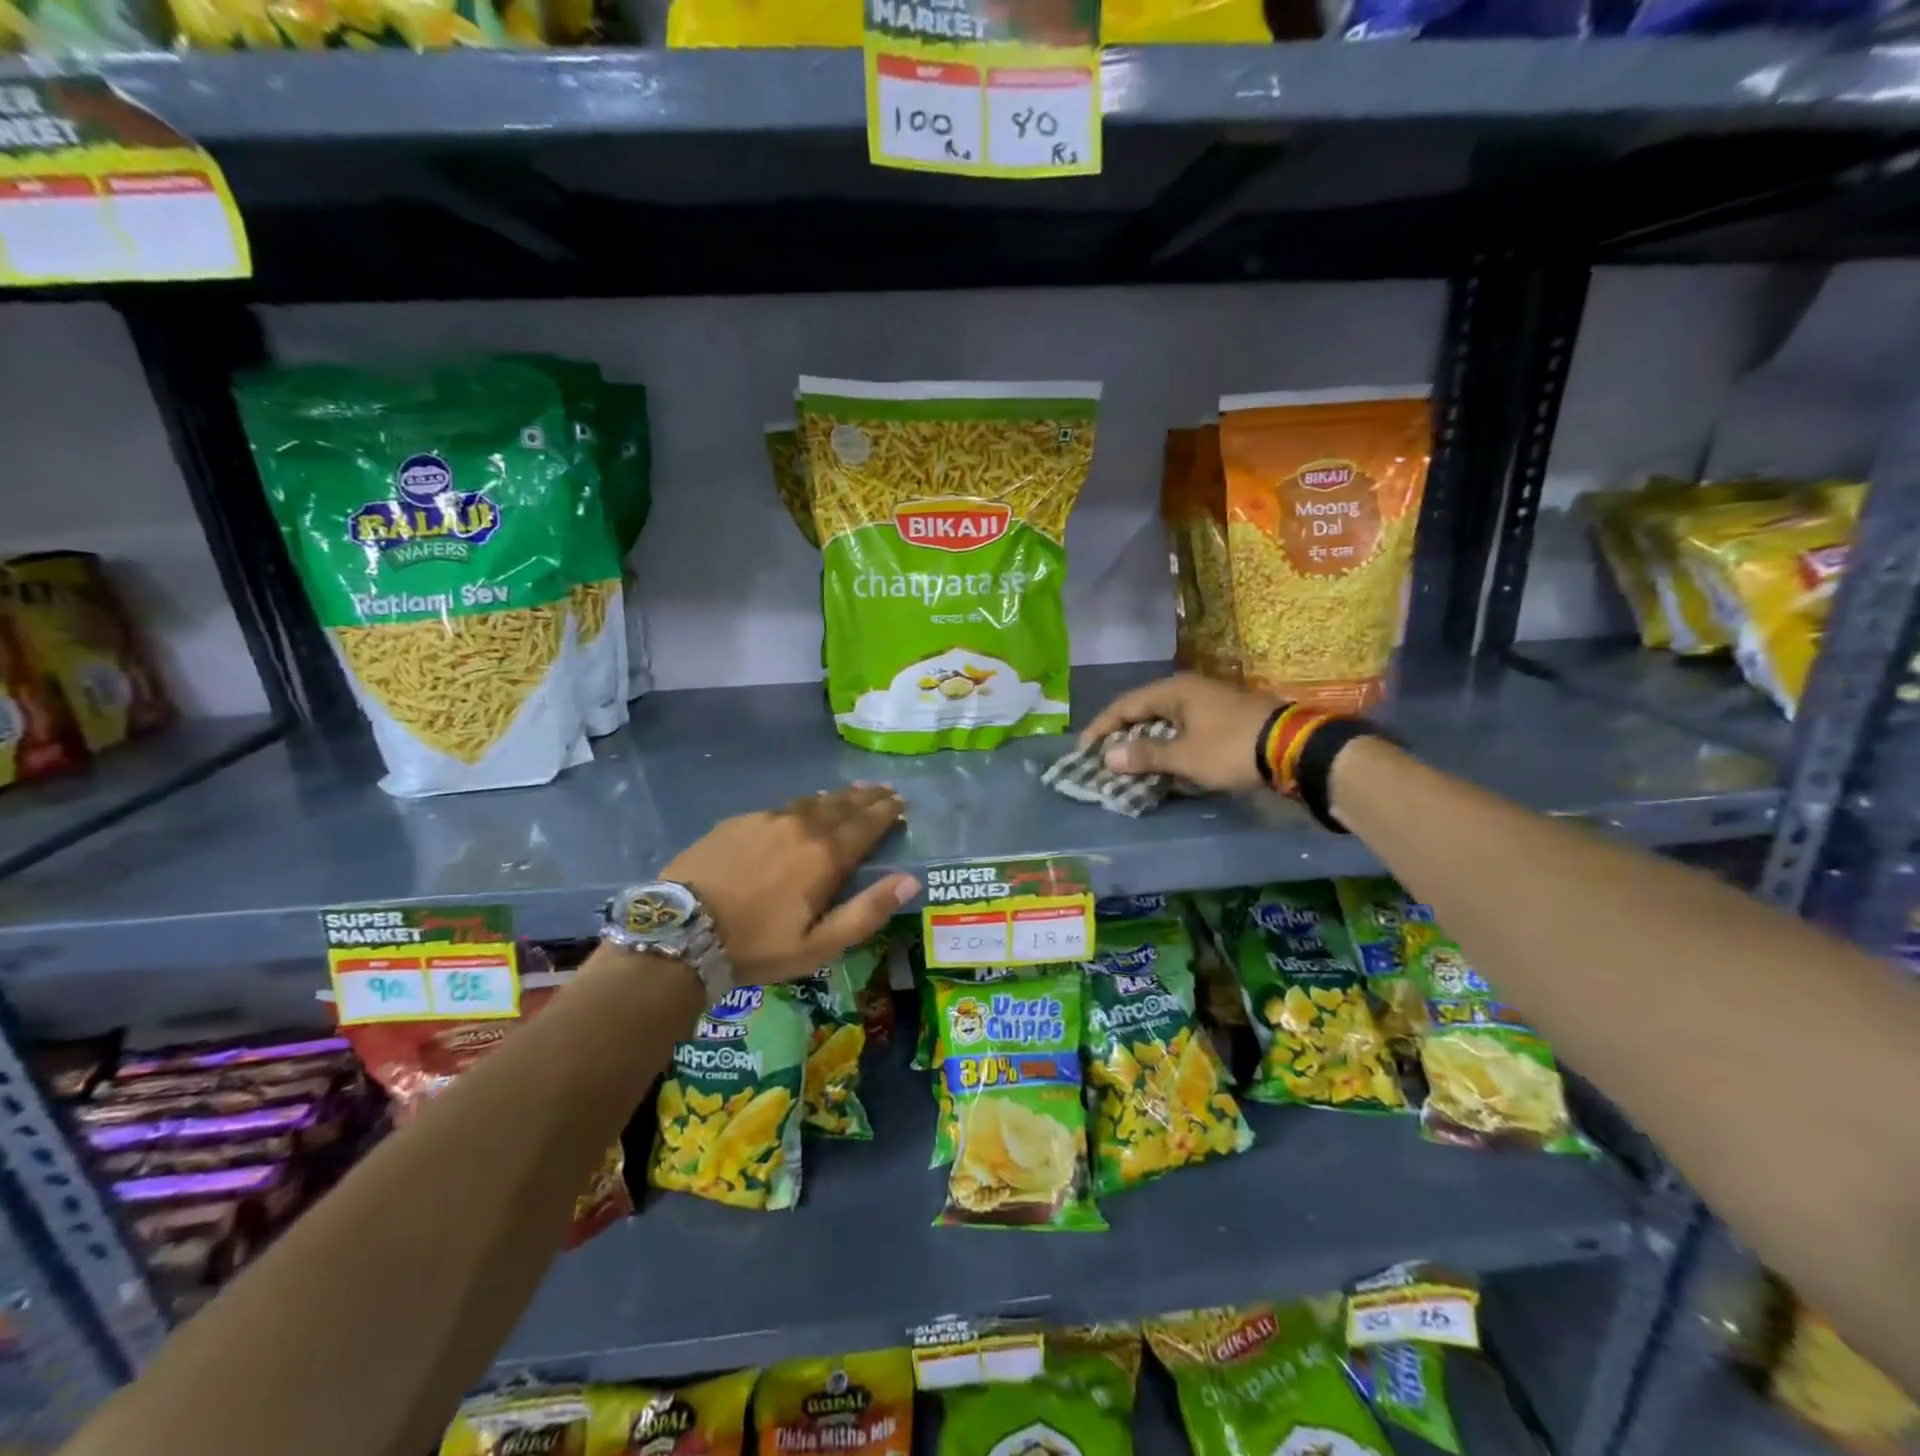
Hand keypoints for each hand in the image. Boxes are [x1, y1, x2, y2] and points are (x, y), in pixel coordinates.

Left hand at [662, 784, 917, 984]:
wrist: (681, 931)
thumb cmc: (757, 945)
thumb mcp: (820, 945)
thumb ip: (868, 911)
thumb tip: (911, 881)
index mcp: (825, 855)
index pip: (867, 824)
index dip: (887, 812)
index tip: (901, 802)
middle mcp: (801, 826)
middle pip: (843, 804)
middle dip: (867, 797)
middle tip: (884, 790)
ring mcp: (766, 818)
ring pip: (812, 801)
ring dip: (838, 796)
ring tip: (852, 792)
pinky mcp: (738, 821)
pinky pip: (782, 806)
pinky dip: (803, 804)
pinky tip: (802, 808)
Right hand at [1079, 673, 1281, 792]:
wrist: (1295, 748)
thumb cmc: (1231, 748)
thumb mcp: (1184, 756)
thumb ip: (1145, 755)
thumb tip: (1108, 757)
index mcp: (1174, 691)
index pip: (1125, 705)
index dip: (1102, 727)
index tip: (1084, 750)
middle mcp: (1189, 690)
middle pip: (1144, 711)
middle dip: (1123, 736)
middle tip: (1104, 759)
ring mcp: (1210, 703)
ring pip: (1166, 722)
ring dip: (1147, 743)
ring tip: (1130, 765)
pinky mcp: (1226, 719)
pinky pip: (1185, 731)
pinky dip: (1169, 746)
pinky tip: (1165, 764)